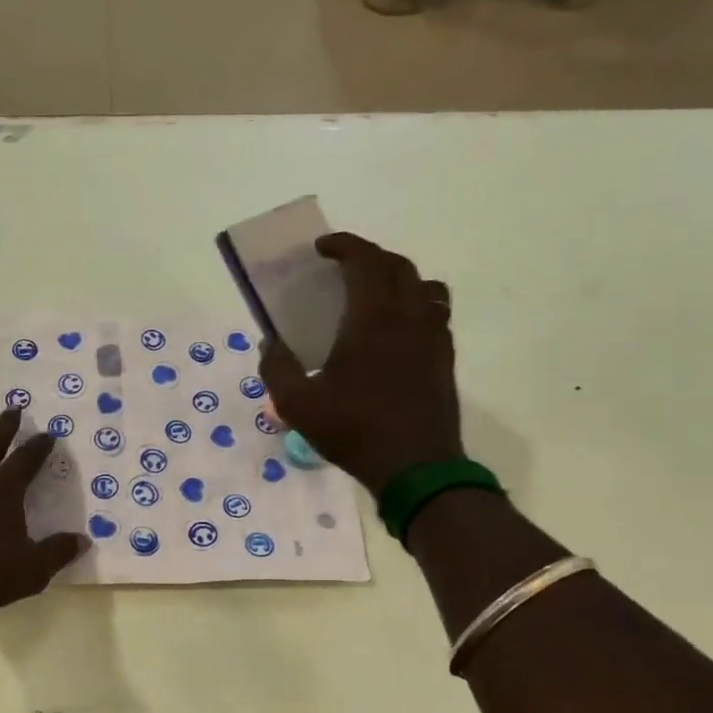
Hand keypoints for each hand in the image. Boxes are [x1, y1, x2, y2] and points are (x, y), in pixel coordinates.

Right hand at [259, 232, 461, 494]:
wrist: (414, 467)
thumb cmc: (353, 430)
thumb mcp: (297, 405)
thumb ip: (276, 369)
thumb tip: (269, 344)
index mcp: (372, 319)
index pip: (366, 261)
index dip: (345, 245)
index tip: (322, 248)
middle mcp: (408, 317)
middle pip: (398, 266)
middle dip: (370, 256)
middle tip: (343, 267)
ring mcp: (433, 337)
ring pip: (425, 286)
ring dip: (398, 278)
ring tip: (375, 293)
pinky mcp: (444, 358)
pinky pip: (435, 313)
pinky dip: (415, 304)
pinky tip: (396, 330)